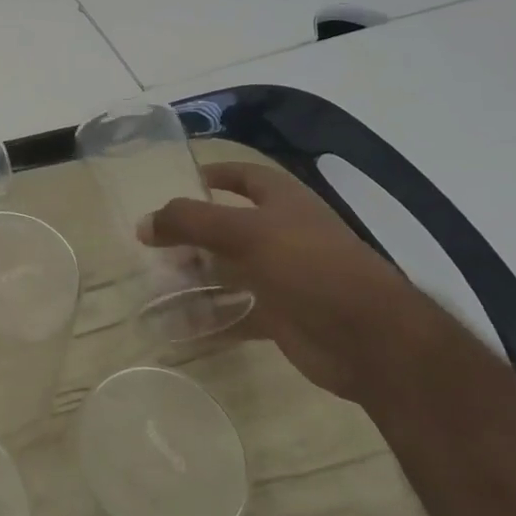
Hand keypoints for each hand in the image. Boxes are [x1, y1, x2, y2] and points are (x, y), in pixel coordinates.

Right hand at [141, 161, 425, 401]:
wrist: (372, 340)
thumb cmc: (311, 266)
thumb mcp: (245, 233)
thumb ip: (190, 222)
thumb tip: (143, 223)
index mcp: (283, 202)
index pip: (244, 176)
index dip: (214, 174)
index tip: (179, 181)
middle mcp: (283, 234)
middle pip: (228, 226)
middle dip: (192, 233)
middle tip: (153, 242)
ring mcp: (283, 276)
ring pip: (229, 270)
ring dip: (197, 275)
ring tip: (157, 281)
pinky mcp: (282, 316)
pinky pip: (237, 311)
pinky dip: (210, 316)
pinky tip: (179, 323)